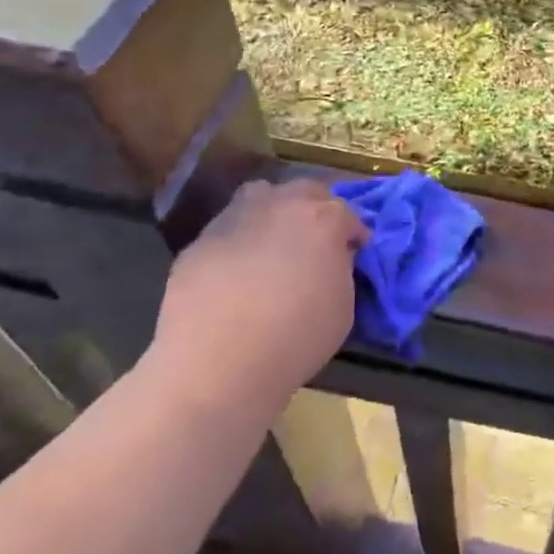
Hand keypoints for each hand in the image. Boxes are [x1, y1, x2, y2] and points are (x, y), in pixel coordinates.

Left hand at [148, 179, 367, 412]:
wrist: (216, 362)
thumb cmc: (295, 338)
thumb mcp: (343, 309)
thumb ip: (341, 272)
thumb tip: (331, 261)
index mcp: (324, 219)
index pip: (348, 215)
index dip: (353, 235)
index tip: (353, 253)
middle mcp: (282, 204)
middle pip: (306, 191)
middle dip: (315, 210)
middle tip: (315, 242)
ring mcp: (237, 216)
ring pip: (261, 196)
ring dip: (273, 211)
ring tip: (272, 244)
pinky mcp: (201, 239)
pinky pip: (229, 230)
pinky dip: (238, 242)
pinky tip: (235, 272)